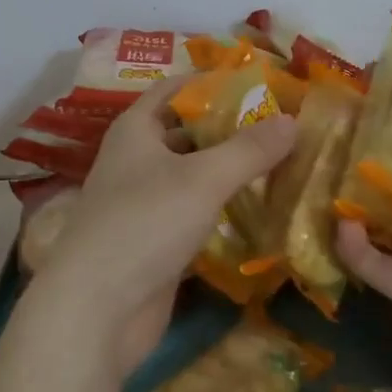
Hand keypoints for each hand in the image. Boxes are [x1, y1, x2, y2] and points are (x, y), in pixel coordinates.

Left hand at [30, 78, 297, 374]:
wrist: (97, 309)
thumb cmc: (144, 224)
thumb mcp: (202, 179)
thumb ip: (249, 149)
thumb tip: (293, 120)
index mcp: (136, 131)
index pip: (174, 89)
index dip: (213, 82)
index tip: (261, 83)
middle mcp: (137, 161)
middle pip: (189, 133)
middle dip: (232, 129)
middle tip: (285, 125)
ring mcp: (146, 204)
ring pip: (195, 177)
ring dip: (232, 172)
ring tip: (285, 163)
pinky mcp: (158, 242)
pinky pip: (198, 215)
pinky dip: (226, 211)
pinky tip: (264, 210)